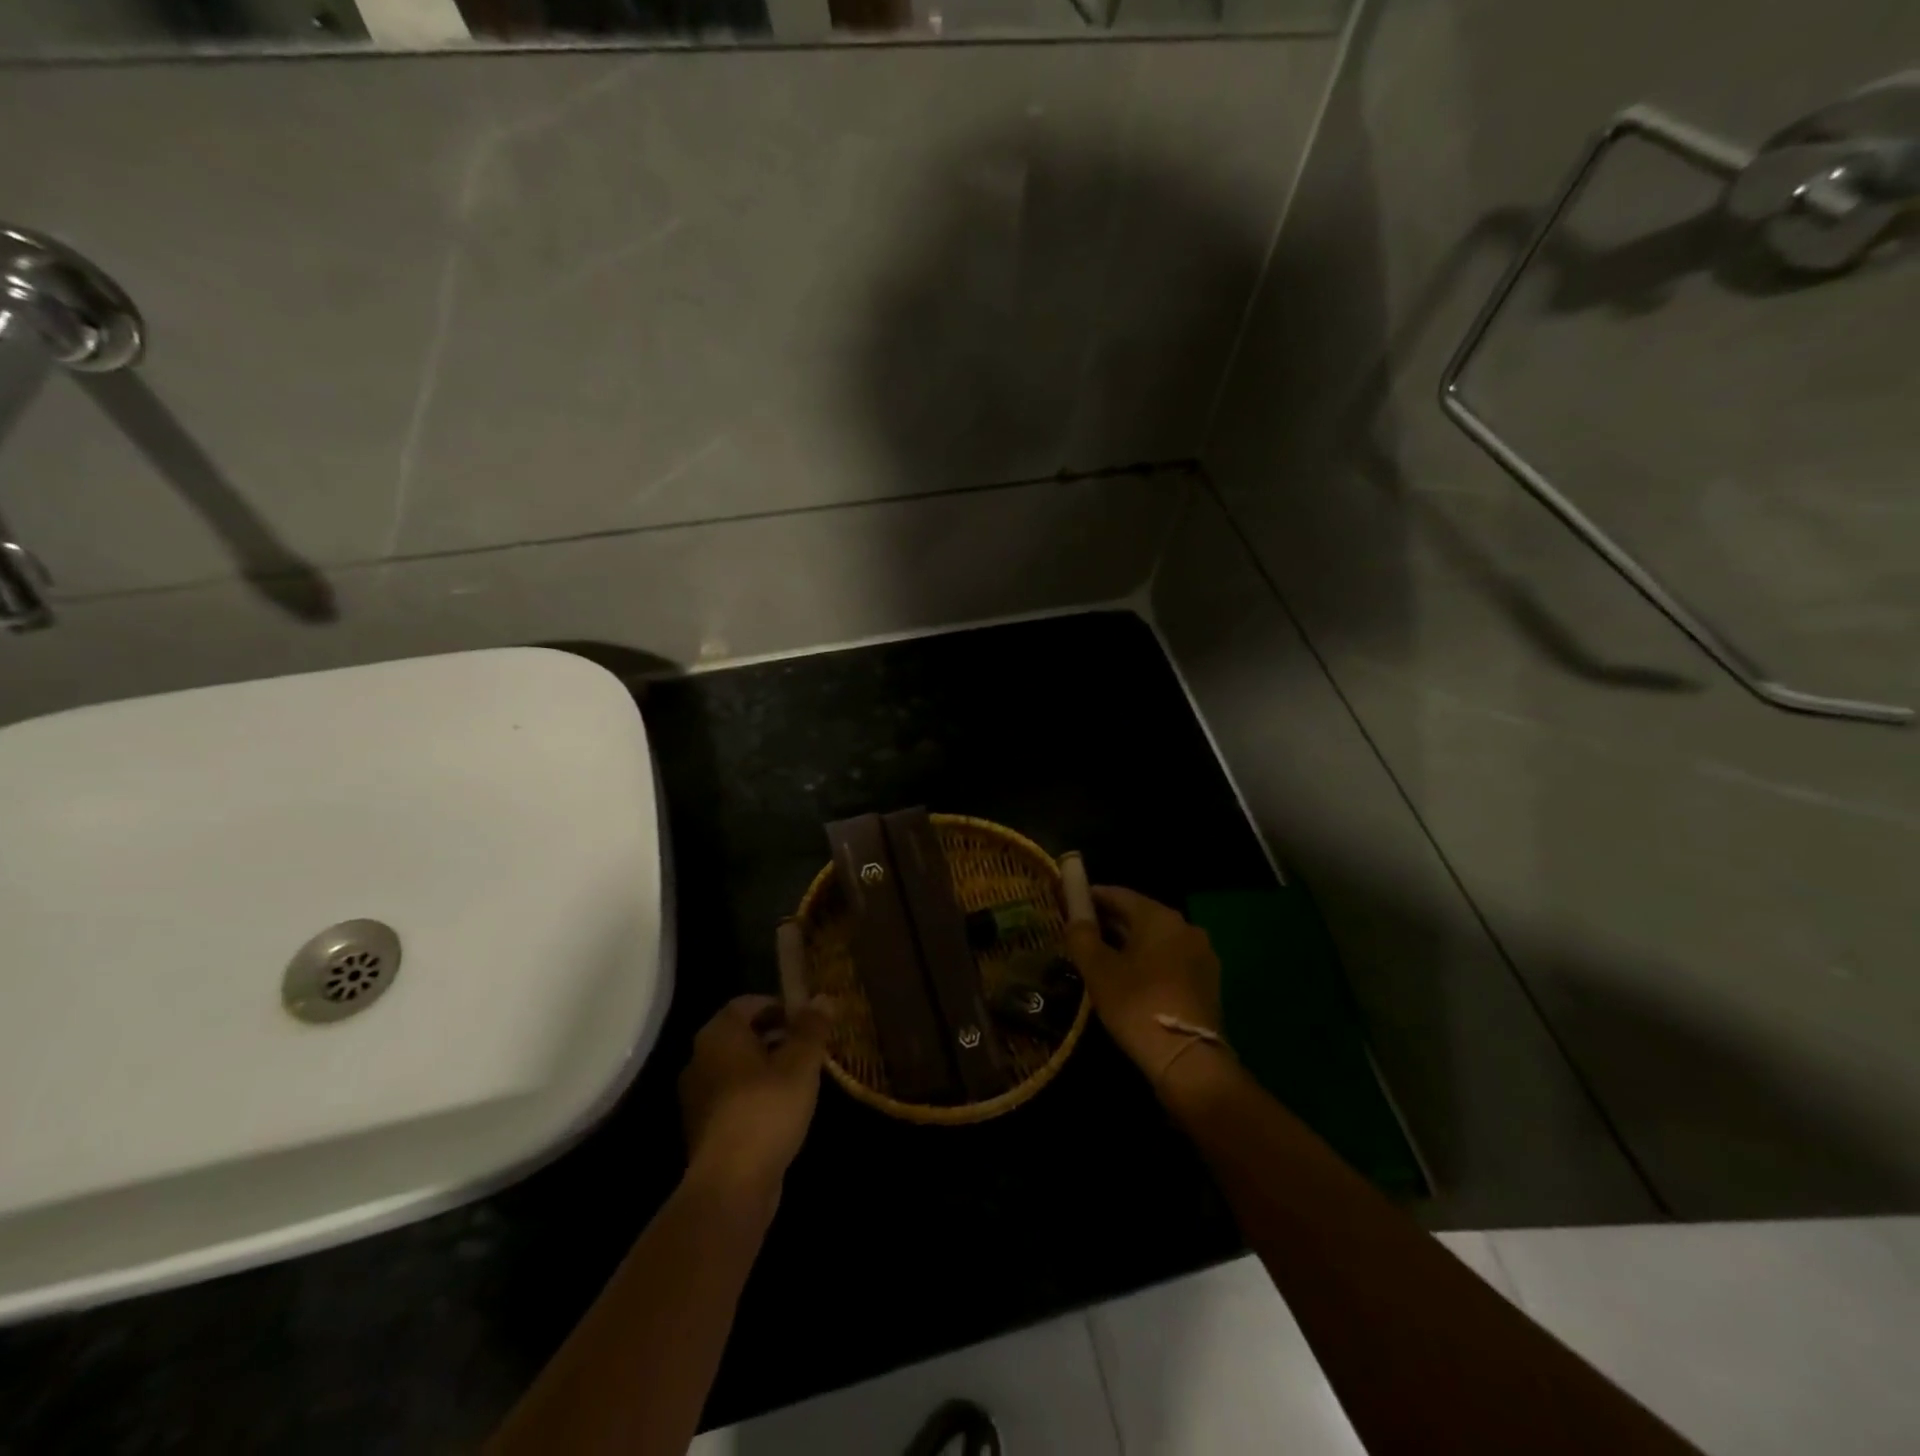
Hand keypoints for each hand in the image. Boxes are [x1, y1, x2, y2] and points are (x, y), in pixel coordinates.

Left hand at [678, 995, 832, 1211]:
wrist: (731, 1184)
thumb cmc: (766, 1109)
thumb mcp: (801, 1063)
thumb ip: (812, 1027)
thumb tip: (822, 998)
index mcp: (719, 1034)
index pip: (747, 1003)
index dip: (778, 1006)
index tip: (806, 1020)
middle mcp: (699, 1059)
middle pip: (740, 1034)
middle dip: (775, 1036)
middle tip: (808, 1047)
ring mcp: (697, 1096)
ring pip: (736, 1067)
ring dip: (765, 1067)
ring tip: (800, 1078)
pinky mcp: (703, 1128)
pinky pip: (732, 1097)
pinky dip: (755, 1094)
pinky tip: (781, 1110)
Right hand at [1066, 887, 1223, 1088]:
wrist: (1188, 1060)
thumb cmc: (1137, 1006)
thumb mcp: (1098, 971)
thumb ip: (1081, 937)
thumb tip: (1074, 918)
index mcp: (1159, 917)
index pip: (1119, 894)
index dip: (1091, 896)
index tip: (1069, 902)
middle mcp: (1185, 927)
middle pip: (1139, 915)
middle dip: (1109, 921)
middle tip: (1080, 932)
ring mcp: (1201, 954)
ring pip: (1155, 939)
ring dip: (1129, 943)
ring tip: (1101, 957)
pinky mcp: (1207, 981)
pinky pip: (1169, 959)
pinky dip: (1148, 961)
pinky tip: (1129, 978)